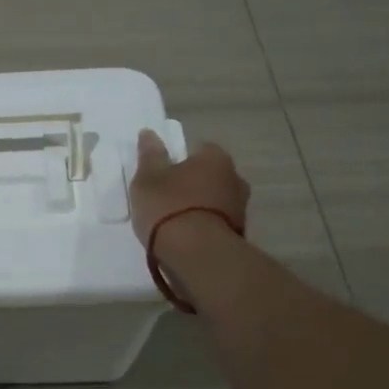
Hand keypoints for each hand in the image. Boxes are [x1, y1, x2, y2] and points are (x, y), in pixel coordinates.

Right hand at [129, 129, 249, 254]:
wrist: (197, 255)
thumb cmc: (169, 207)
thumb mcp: (147, 178)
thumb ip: (150, 155)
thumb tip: (149, 133)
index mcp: (215, 158)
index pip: (199, 149)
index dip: (180, 159)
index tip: (163, 174)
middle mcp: (235, 178)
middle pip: (210, 175)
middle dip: (193, 183)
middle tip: (167, 197)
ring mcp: (241, 209)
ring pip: (215, 200)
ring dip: (200, 207)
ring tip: (174, 222)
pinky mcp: (240, 235)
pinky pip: (217, 223)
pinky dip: (204, 227)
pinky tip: (186, 239)